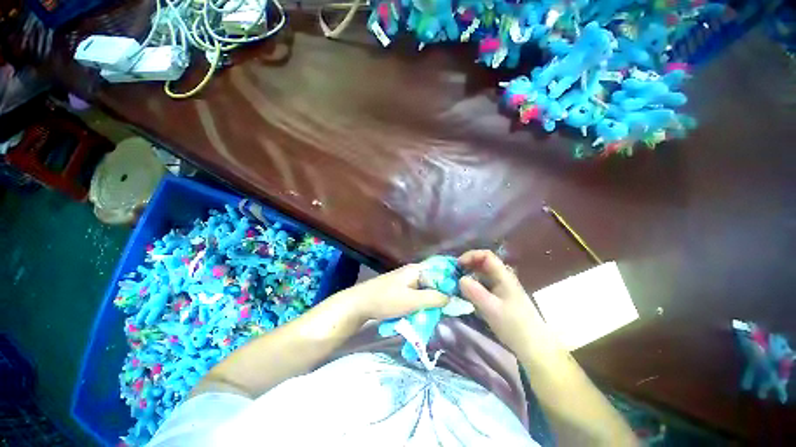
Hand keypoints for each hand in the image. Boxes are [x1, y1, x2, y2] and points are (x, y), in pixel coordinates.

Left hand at [338, 264, 448, 322]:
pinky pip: (418, 295)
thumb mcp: (412, 300)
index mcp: (417, 269)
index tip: (463, 293)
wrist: (359, 304)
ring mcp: (406, 281)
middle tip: (453, 307)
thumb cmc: (386, 300)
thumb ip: (434, 298)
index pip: (441, 270)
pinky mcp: (401, 290)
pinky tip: (428, 312)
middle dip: (443, 293)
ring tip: (443, 311)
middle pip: (434, 281)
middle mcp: (413, 272)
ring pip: (426, 289)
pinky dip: (423, 303)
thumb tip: (452, 297)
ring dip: (433, 300)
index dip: (452, 281)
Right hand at [458, 250, 560, 359]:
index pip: (486, 256)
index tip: (458, 265)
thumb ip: (475, 292)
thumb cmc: (514, 326)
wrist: (534, 347)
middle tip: (454, 274)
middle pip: (483, 263)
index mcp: (503, 276)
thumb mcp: (492, 309)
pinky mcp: (499, 298)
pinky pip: (483, 286)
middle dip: (467, 265)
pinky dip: (473, 286)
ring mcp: (501, 288)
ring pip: (482, 275)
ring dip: (469, 276)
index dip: (471, 256)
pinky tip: (466, 295)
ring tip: (457, 284)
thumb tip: (460, 279)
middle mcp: (502, 278)